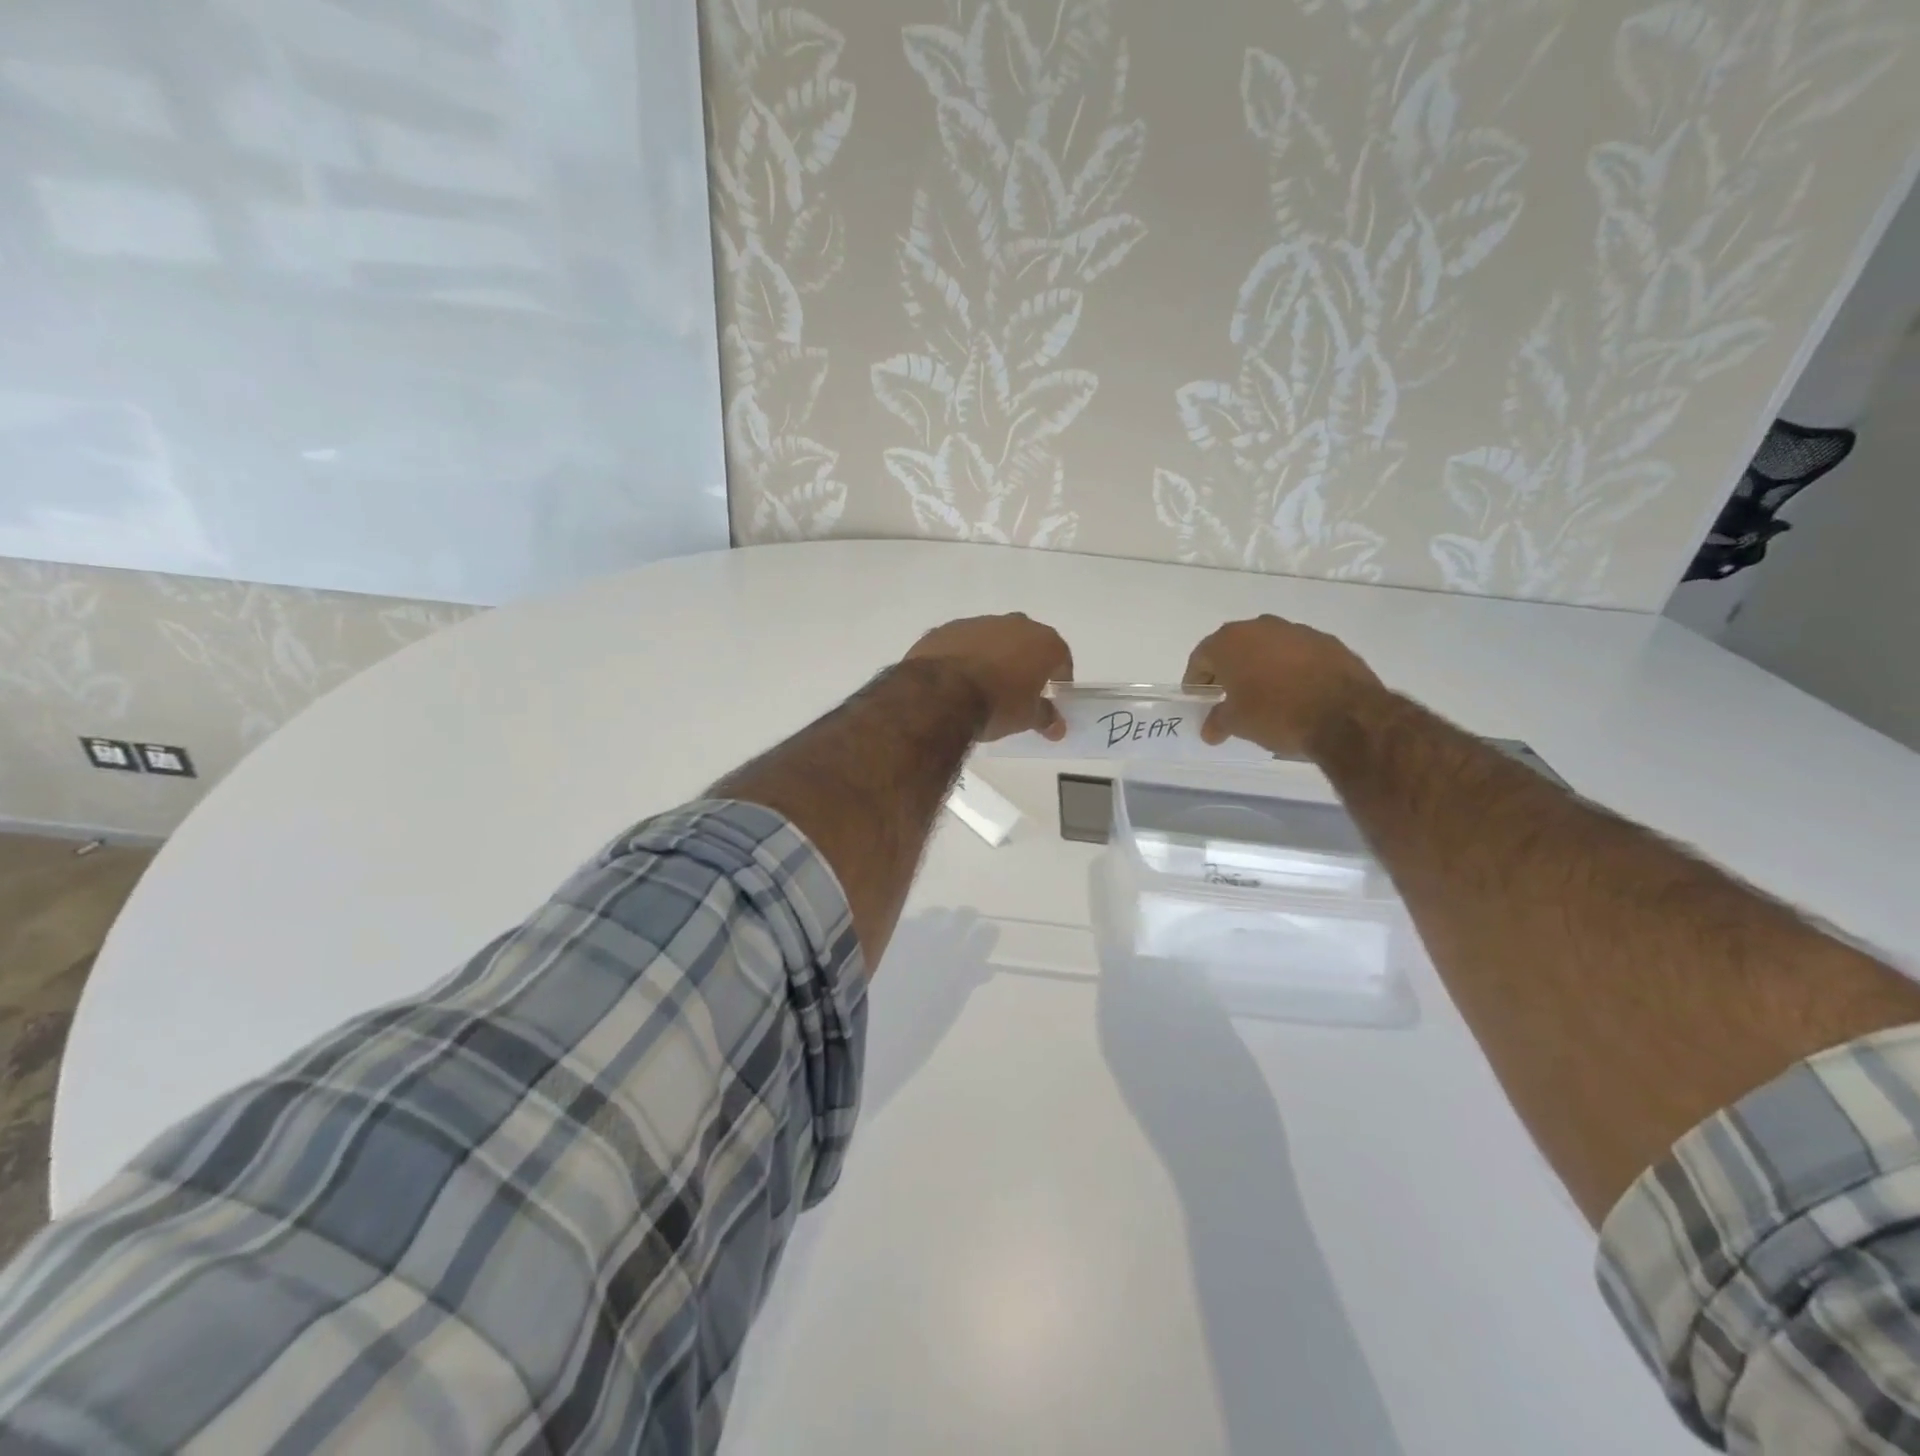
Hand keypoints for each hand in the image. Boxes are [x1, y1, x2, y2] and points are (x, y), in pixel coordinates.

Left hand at [906, 613, 1073, 741]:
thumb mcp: (1026, 718)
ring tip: (983, 685)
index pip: (1061, 657)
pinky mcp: (947, 628)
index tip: (1051, 694)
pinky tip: (956, 679)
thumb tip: (1058, 728)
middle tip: (1018, 689)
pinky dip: (964, 656)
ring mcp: (978, 622)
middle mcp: (1014, 623)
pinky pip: (963, 642)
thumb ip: (1046, 718)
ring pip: (993, 639)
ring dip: (993, 656)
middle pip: (1027, 642)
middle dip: (1025, 662)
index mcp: (1042, 642)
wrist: (940, 693)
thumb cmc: (997, 705)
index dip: (1059, 676)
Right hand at [1183, 615, 1382, 757]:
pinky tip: (1296, 692)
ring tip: (1265, 695)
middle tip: (1228, 695)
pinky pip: (1298, 654)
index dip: (1196, 680)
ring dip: (1261, 666)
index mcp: (1230, 642)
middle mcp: (1260, 627)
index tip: (1198, 698)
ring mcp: (1297, 631)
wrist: (1346, 714)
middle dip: (1228, 670)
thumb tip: (1210, 729)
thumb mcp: (1237, 724)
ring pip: (1268, 647)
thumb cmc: (1276, 714)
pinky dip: (1291, 668)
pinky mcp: (1328, 642)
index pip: (1201, 657)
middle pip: (1235, 647)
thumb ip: (1218, 721)